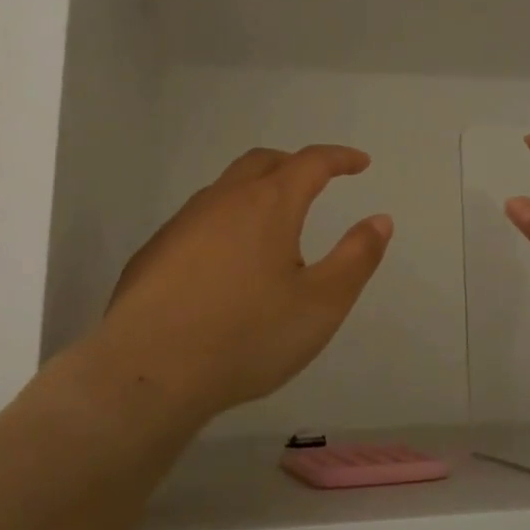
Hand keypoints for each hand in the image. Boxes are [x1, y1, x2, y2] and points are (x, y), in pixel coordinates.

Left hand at [97, 145, 392, 421]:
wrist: (149, 371)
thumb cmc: (247, 336)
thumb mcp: (321, 304)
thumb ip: (356, 257)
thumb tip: (380, 219)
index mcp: (268, 205)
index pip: (311, 162)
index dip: (340, 158)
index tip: (360, 163)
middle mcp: (223, 201)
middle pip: (263, 162)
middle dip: (294, 164)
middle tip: (316, 182)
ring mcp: (182, 223)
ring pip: (226, 189)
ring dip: (256, 191)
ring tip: (273, 224)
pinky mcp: (154, 252)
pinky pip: (198, 219)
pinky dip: (225, 221)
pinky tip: (225, 262)